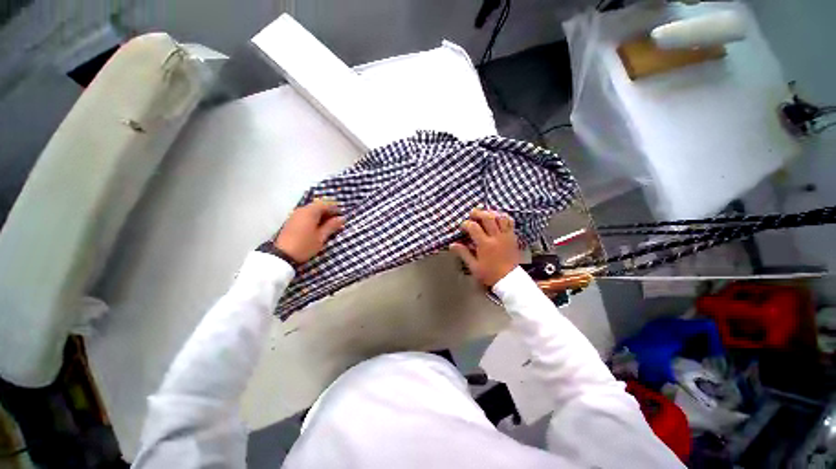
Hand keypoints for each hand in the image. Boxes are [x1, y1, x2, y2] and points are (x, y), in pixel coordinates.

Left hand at [274, 199, 344, 263]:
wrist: (282, 256)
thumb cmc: (305, 245)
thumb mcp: (321, 236)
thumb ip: (332, 225)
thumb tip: (342, 218)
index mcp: (310, 212)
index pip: (326, 204)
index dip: (336, 209)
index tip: (343, 217)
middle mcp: (302, 210)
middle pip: (318, 206)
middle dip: (329, 212)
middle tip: (337, 222)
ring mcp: (296, 215)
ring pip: (312, 211)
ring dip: (322, 216)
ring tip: (330, 226)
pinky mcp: (292, 221)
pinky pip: (306, 215)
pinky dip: (315, 219)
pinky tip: (319, 227)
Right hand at [450, 209, 519, 287]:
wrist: (509, 280)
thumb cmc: (490, 274)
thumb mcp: (474, 266)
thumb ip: (463, 253)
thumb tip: (452, 245)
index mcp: (485, 244)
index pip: (473, 227)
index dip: (466, 224)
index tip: (462, 227)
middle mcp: (496, 237)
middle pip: (488, 217)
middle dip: (478, 213)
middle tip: (472, 213)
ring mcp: (506, 236)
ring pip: (500, 217)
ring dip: (491, 213)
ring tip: (485, 213)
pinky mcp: (513, 237)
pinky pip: (510, 222)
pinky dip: (503, 217)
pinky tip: (498, 218)